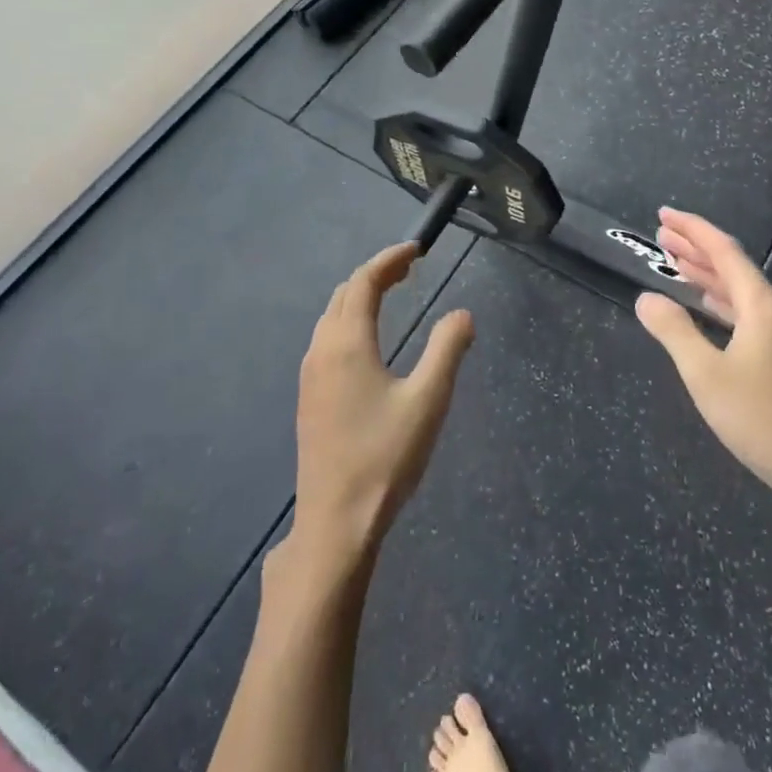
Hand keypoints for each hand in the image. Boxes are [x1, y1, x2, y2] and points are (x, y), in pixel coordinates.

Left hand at [288, 243, 473, 567]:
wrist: (336, 521)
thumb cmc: (385, 456)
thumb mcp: (429, 400)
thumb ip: (447, 349)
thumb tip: (462, 313)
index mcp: (347, 343)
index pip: (363, 282)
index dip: (389, 259)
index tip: (416, 249)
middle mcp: (321, 351)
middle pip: (343, 294)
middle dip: (374, 274)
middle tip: (408, 269)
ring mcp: (310, 376)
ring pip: (331, 318)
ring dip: (359, 298)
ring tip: (391, 296)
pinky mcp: (309, 399)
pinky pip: (327, 340)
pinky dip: (349, 322)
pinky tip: (369, 343)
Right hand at [635, 208, 771, 508]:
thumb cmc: (759, 418)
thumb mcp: (705, 373)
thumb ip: (673, 331)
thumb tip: (646, 298)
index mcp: (761, 307)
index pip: (724, 252)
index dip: (693, 230)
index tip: (663, 215)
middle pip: (732, 267)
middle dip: (696, 248)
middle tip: (661, 235)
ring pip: (739, 291)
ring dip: (706, 274)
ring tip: (675, 262)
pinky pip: (745, 312)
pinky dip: (719, 300)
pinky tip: (706, 305)